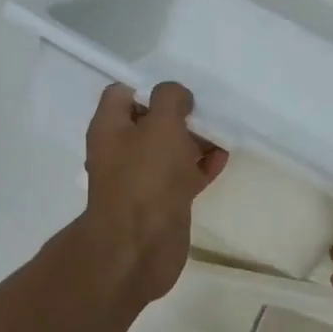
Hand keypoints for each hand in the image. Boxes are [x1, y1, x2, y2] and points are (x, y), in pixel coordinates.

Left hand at [81, 81, 226, 302]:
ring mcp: (142, 178)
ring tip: (222, 132)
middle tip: (205, 111)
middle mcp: (121, 151)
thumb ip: (170, 99)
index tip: (178, 92)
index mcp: (109, 128)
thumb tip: (178, 97)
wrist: (141, 245)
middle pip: (150, 121)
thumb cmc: (146, 177)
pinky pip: (183, 175)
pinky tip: (223, 159)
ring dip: (194, 140)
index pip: (122, 93)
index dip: (149, 86)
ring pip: (170, 149)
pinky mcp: (162, 201)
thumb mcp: (160, 125)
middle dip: (178, 114)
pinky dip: (201, 165)